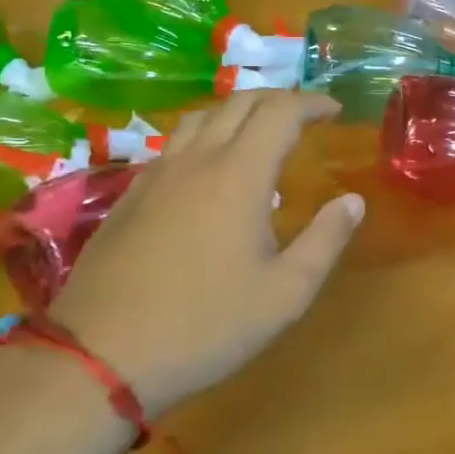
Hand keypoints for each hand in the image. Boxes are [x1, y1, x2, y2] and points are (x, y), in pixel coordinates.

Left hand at [45, 91, 363, 419]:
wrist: (101, 355)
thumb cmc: (205, 326)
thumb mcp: (284, 294)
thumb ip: (325, 240)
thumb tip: (353, 201)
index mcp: (238, 175)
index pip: (280, 112)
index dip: (311, 103)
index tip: (334, 111)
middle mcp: (197, 160)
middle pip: (239, 102)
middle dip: (278, 99)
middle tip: (303, 117)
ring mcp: (157, 174)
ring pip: (201, 117)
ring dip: (238, 112)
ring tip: (258, 134)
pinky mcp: (131, 194)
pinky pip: (175, 144)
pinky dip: (205, 136)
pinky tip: (209, 171)